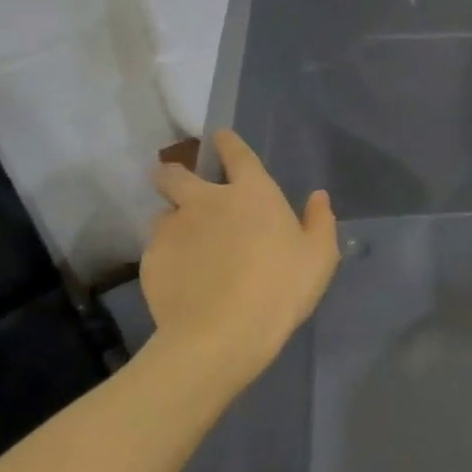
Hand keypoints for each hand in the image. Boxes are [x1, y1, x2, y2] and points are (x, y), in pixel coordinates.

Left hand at [141, 130, 339, 387]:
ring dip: (174, 222)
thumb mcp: (320, 257)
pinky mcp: (151, 260)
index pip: (236, 154)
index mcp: (251, 194)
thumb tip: (318, 196)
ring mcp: (173, 229)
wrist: (222, 334)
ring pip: (163, 214)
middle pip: (176, 174)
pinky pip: (157, 250)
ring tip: (185, 245)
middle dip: (175, 173)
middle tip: (178, 184)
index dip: (228, 143)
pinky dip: (168, 257)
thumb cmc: (281, 288)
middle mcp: (205, 201)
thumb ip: (320, 221)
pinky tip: (181, 279)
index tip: (220, 137)